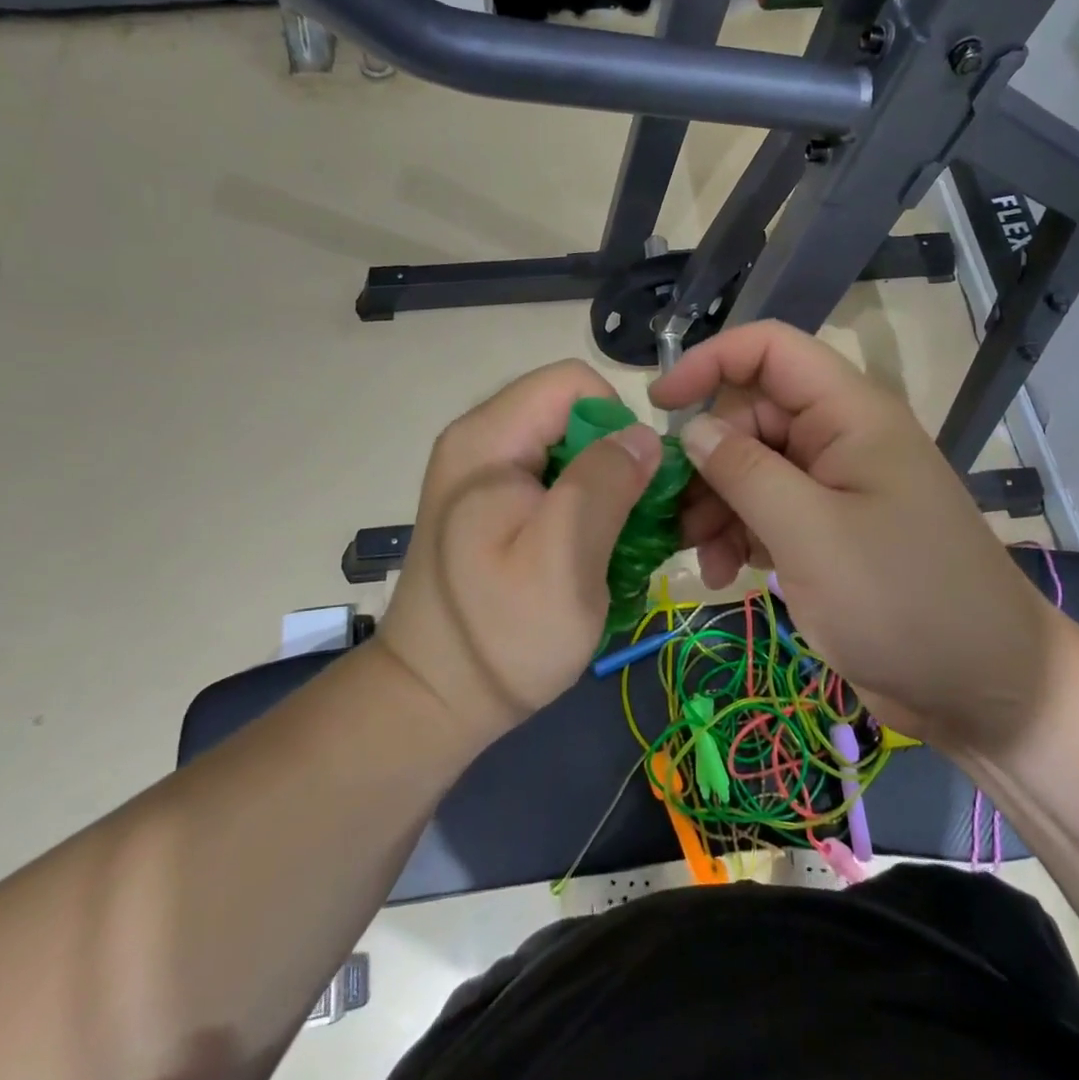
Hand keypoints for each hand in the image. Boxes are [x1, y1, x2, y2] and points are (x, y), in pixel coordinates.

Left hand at [376, 361, 661, 742]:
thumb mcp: (564, 556)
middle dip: (616, 459)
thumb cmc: (501, 633)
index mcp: (489, 439)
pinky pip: (556, 480)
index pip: (574, 382)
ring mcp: (485, 475)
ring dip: (606, 489)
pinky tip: (591, 552)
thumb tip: (643, 436)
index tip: (629, 487)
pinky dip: (585, 508)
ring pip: (571, 449)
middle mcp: (482, 441)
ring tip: (615, 545)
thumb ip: (605, 482)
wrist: (435, 698)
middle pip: (574, 413)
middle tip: (632, 523)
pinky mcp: (494, 506)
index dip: (616, 422)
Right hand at [648, 321, 1063, 753]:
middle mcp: (840, 439)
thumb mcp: (810, 533)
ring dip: (716, 505)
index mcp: (849, 414)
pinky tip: (723, 573)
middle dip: (708, 460)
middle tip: (675, 514)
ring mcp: (835, 488)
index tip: (660, 407)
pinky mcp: (828, 532)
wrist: (980, 688)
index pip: (770, 350)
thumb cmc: (901, 600)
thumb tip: (693, 430)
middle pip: (751, 416)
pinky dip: (737, 534)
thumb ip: (745, 472)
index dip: (710, 362)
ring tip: (700, 556)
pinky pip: (766, 511)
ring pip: (751, 468)